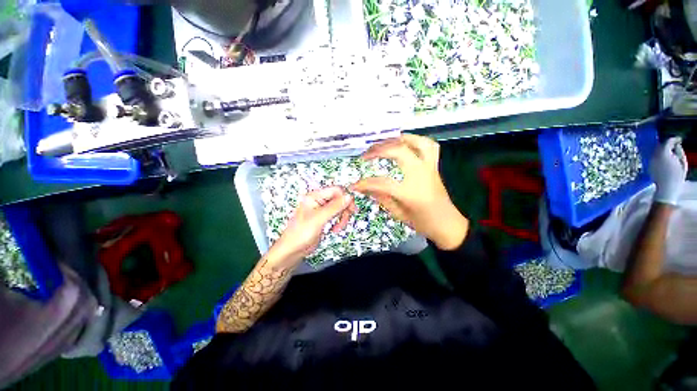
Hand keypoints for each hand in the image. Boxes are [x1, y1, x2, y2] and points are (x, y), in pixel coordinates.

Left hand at [268, 187, 355, 266]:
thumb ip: (334, 207)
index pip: (336, 190)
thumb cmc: (300, 233)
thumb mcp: (319, 219)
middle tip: (346, 220)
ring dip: (342, 218)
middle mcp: (319, 201)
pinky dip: (339, 222)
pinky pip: (337, 216)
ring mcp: (322, 210)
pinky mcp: (324, 218)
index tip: (351, 208)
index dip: (345, 198)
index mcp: (314, 196)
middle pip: (340, 199)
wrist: (293, 250)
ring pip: (340, 208)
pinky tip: (335, 229)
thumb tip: (348, 196)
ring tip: (338, 228)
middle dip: (344, 210)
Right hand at [351, 134, 468, 249]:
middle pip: (399, 152)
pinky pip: (429, 146)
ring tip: (384, 142)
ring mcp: (429, 168)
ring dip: (398, 139)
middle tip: (366, 155)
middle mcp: (421, 175)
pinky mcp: (434, 166)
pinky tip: (404, 143)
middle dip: (379, 150)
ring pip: (417, 142)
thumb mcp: (398, 213)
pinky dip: (415, 140)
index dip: (365, 183)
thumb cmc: (422, 222)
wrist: (448, 224)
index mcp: (410, 192)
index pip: (382, 183)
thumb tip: (363, 187)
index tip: (354, 185)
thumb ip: (381, 197)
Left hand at [650, 137, 687, 204]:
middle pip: (661, 145)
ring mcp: (651, 160)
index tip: (680, 139)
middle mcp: (655, 155)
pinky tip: (666, 158)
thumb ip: (680, 152)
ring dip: (664, 149)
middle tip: (676, 145)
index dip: (674, 139)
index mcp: (664, 153)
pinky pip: (655, 157)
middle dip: (668, 144)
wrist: (666, 188)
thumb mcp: (683, 163)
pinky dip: (660, 155)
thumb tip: (677, 145)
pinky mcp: (649, 165)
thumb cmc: (677, 177)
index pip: (668, 142)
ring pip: (657, 150)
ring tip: (672, 151)